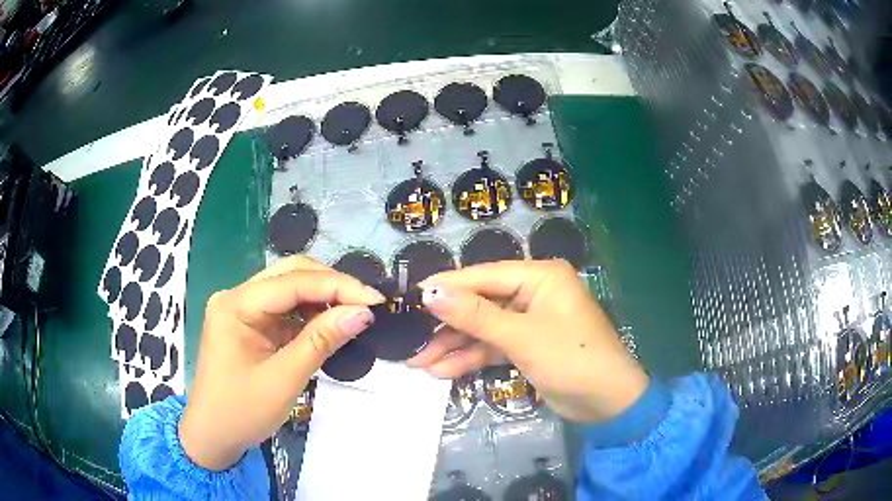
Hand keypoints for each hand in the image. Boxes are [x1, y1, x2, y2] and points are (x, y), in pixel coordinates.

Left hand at [178, 256, 383, 469]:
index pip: (293, 281)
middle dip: (331, 285)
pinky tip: (330, 325)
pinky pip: (285, 309)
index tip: (376, 300)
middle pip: (290, 274)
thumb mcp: (284, 380)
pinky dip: (310, 315)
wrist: (212, 436)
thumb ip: (321, 342)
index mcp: (236, 305)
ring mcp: (242, 309)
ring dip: (322, 299)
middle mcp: (237, 297)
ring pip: (290, 289)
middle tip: (366, 305)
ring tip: (354, 314)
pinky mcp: (250, 324)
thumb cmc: (241, 412)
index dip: (338, 286)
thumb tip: (362, 313)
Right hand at [411, 259, 648, 422]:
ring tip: (417, 362)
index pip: (484, 275)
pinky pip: (493, 347)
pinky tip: (442, 372)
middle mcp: (534, 292)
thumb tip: (430, 292)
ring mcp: (529, 321)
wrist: (607, 404)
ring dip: (454, 346)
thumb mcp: (521, 336)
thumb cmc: (571, 359)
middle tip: (410, 336)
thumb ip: (475, 315)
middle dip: (447, 324)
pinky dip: (471, 358)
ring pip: (483, 328)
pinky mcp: (527, 346)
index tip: (411, 296)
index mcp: (540, 276)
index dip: (448, 286)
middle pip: (481, 303)